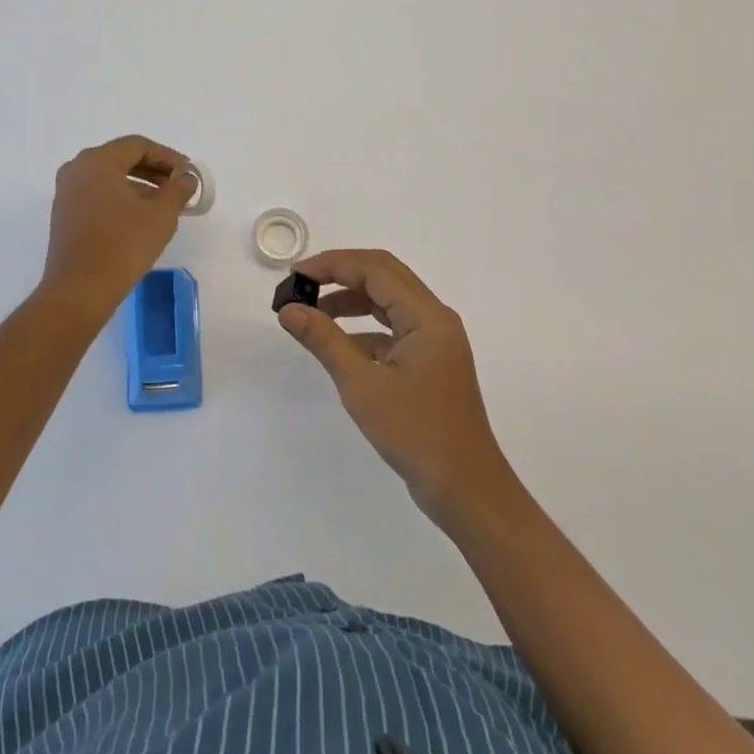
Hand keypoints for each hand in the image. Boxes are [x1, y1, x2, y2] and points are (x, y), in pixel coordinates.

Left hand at [41, 136, 197, 312]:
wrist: (80, 291)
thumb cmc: (122, 245)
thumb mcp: (161, 215)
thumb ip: (178, 190)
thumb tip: (186, 178)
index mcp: (96, 161)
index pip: (138, 146)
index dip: (167, 157)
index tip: (188, 173)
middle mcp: (76, 170)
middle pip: (122, 159)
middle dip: (154, 171)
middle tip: (179, 187)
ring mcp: (67, 194)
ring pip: (110, 179)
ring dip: (140, 187)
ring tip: (165, 206)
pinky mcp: (65, 216)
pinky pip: (98, 196)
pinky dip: (121, 200)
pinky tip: (141, 219)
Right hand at [278, 249, 514, 526]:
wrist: (465, 489)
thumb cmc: (416, 433)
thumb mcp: (362, 385)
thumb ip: (324, 340)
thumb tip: (288, 310)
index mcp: (427, 315)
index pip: (375, 269)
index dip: (333, 264)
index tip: (296, 275)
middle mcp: (435, 318)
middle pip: (384, 276)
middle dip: (340, 275)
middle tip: (302, 285)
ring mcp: (434, 340)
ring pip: (388, 302)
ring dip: (350, 300)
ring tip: (312, 312)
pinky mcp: (429, 361)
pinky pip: (393, 328)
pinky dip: (363, 328)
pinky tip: (337, 345)